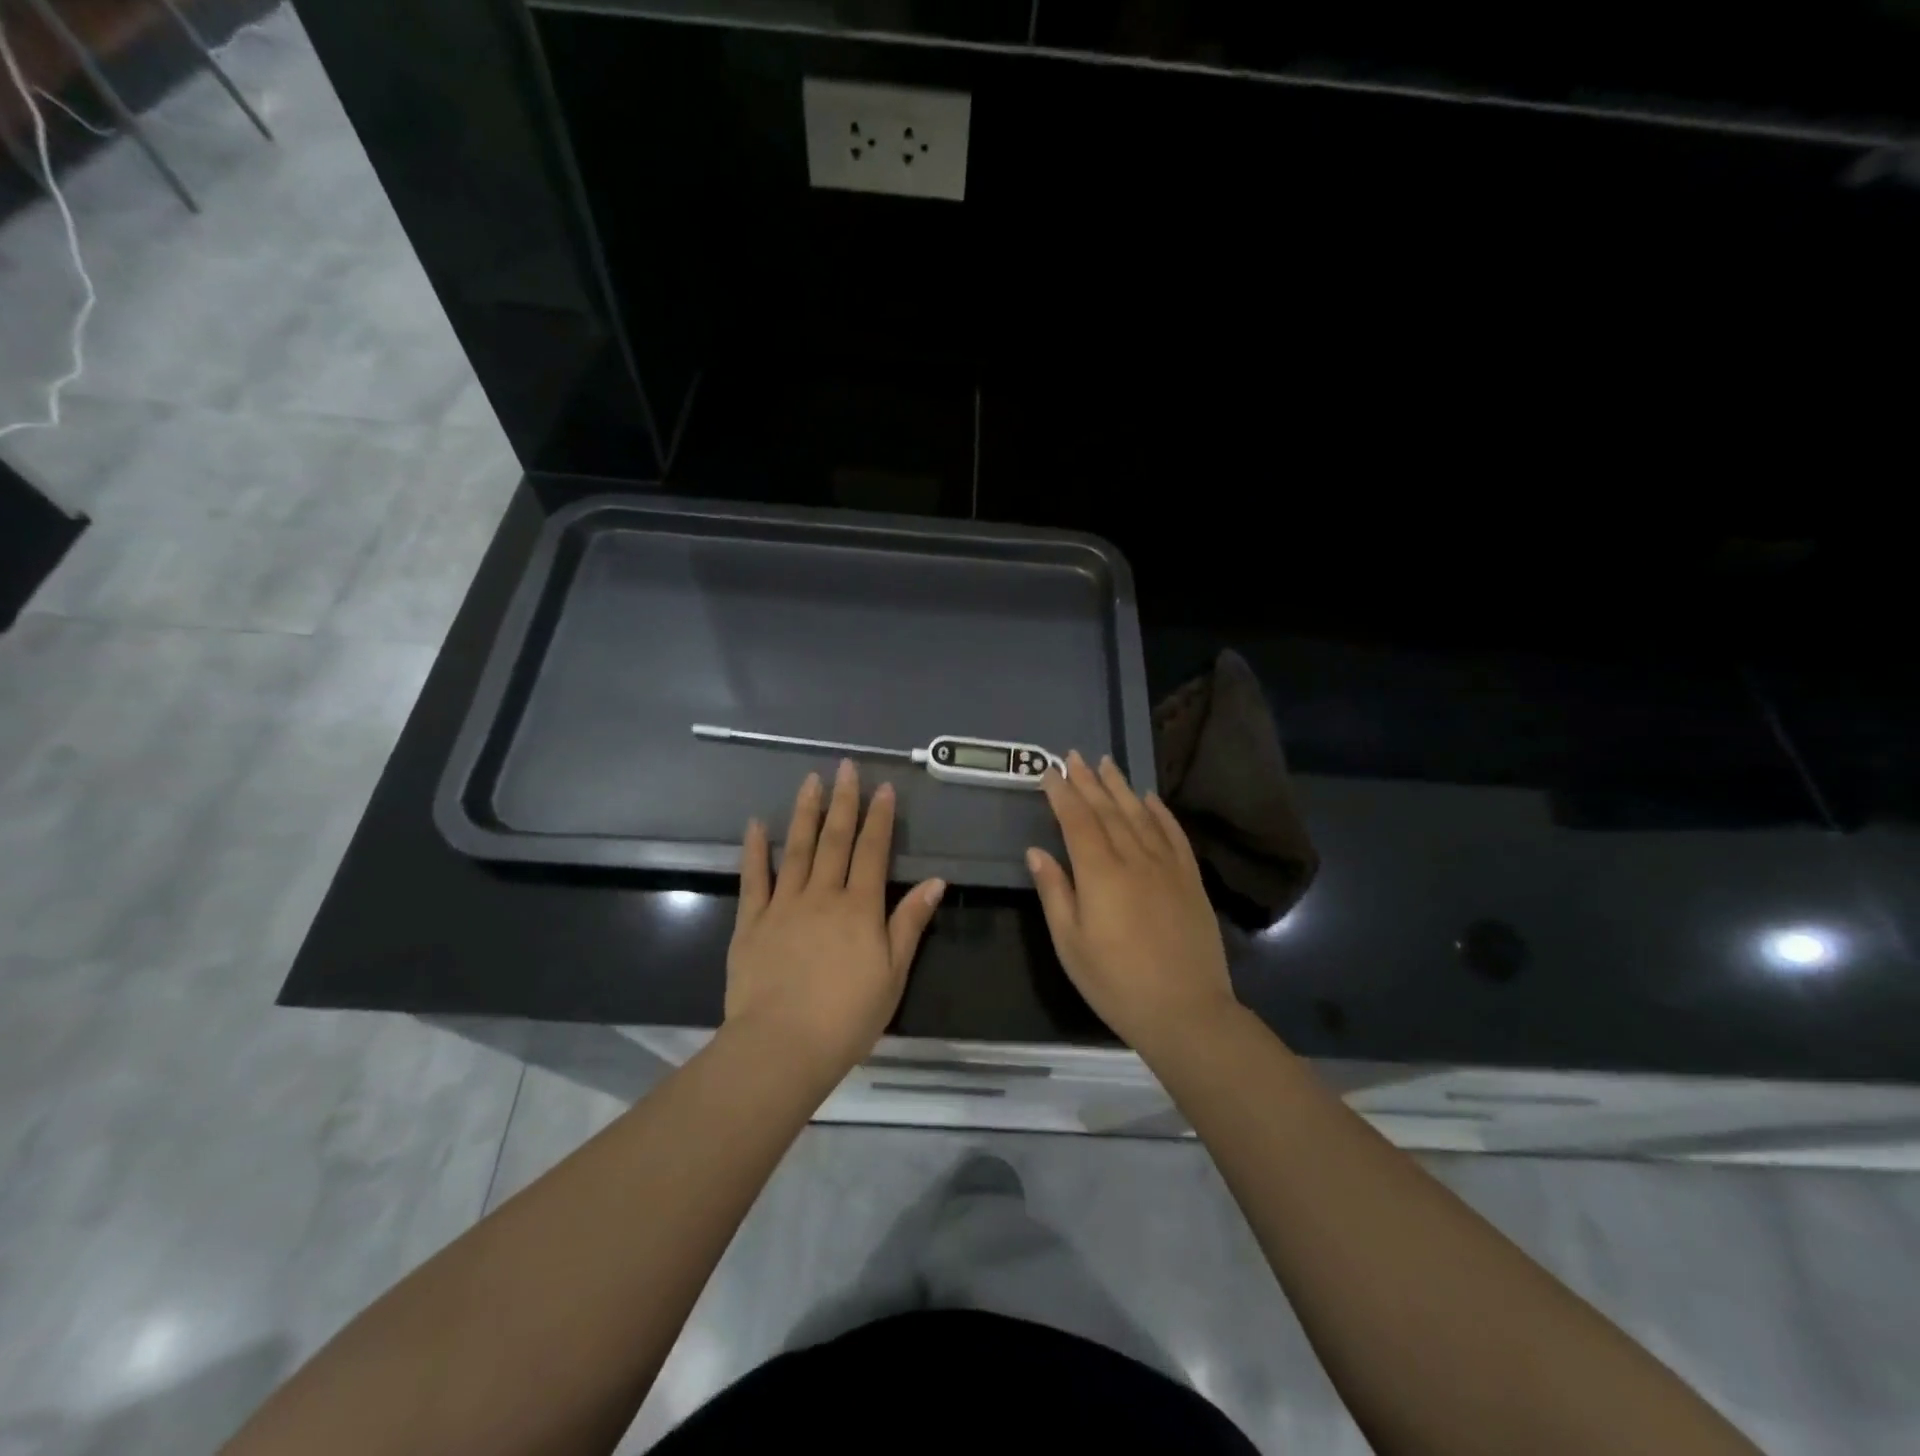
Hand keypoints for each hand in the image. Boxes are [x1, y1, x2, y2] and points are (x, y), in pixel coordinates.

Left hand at [726, 760, 945, 1078]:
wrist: (782, 1046)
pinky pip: (754, 878)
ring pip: (797, 848)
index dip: (880, 818)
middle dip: (844, 801)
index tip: (883, 788)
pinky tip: (756, 824)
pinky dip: (755, 850)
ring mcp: (783, 905)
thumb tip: (935, 881)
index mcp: (860, 907)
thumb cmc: (847, 1017)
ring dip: (805, 812)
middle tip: (845, 767)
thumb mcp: (893, 974)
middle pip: (835, 839)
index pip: (873, 851)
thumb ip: (910, 923)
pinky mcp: (751, 922)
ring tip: (810, 781)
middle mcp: (822, 895)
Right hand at [1026, 751, 1238, 1057]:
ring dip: (1121, 787)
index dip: (1062, 793)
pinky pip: (1174, 834)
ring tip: (1107, 763)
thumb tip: (1037, 852)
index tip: (1049, 771)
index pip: (1076, 820)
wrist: (1185, 1010)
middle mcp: (1134, 858)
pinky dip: (1160, 812)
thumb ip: (1055, 891)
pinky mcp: (1190, 879)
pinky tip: (1150, 798)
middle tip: (1074, 756)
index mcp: (1100, 873)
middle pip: (1108, 810)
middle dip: (1088, 781)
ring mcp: (1167, 866)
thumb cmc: (1116, 982)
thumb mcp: (1070, 943)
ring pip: (1140, 815)